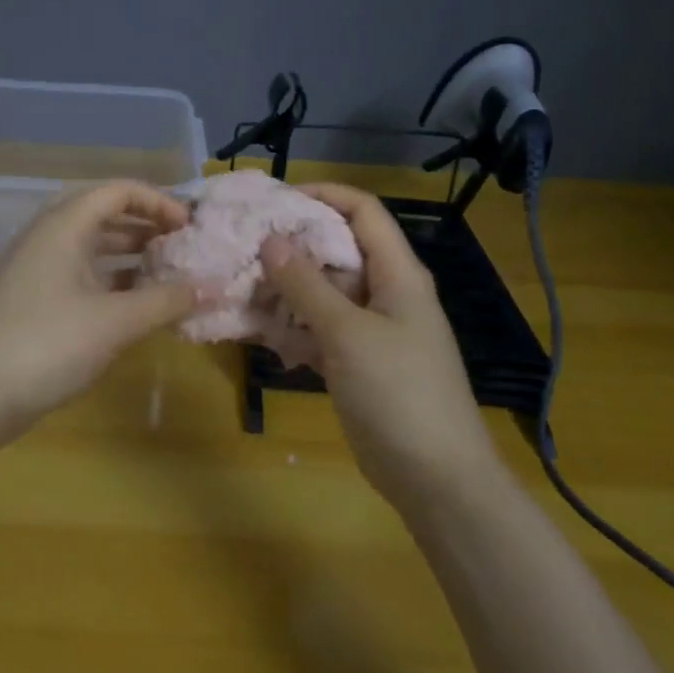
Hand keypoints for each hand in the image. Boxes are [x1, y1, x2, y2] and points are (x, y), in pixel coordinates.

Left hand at [0, 180, 201, 437]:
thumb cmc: (49, 344)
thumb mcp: (116, 321)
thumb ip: (167, 301)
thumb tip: (214, 287)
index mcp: (64, 227)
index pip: (117, 192)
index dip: (158, 202)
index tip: (190, 227)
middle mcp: (48, 239)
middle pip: (103, 215)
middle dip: (146, 227)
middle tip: (182, 247)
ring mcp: (38, 271)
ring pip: (92, 249)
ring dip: (130, 256)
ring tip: (168, 273)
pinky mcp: (35, 302)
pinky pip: (82, 276)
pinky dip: (113, 283)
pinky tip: (138, 305)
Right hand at [261, 184, 504, 515]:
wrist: (435, 477)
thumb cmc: (399, 393)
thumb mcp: (348, 333)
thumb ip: (307, 286)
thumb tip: (272, 239)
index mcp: (398, 274)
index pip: (362, 212)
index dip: (322, 195)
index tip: (273, 200)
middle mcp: (385, 293)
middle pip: (337, 250)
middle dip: (292, 244)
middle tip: (243, 244)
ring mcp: (371, 329)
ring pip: (323, 293)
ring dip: (285, 289)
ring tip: (239, 284)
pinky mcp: (356, 362)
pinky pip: (319, 330)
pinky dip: (291, 327)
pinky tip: (256, 330)